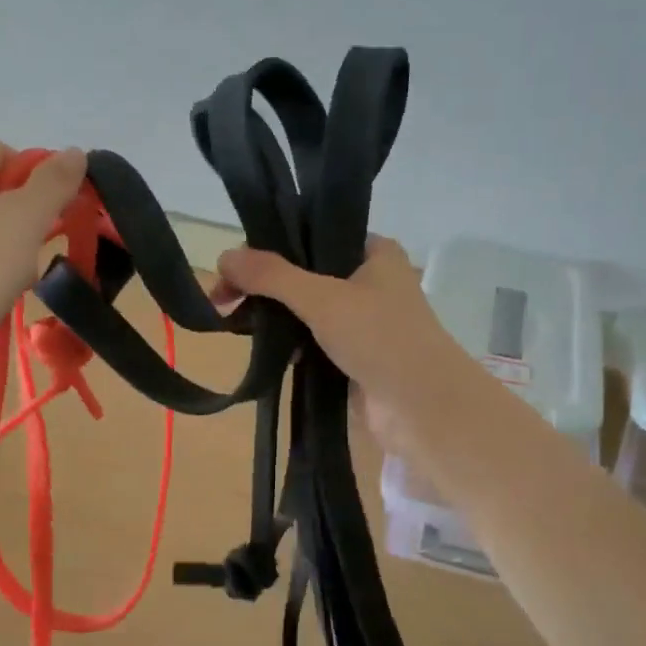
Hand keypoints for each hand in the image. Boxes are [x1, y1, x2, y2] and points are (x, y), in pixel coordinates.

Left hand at [0, 141, 87, 388]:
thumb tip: (76, 152)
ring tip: (25, 277)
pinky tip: (2, 297)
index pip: (0, 153)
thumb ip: (54, 183)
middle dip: (25, 218)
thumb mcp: (26, 217)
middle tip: (44, 246)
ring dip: (11, 250)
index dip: (36, 177)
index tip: (59, 210)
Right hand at [214, 236, 496, 461]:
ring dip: (275, 316)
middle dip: (265, 286)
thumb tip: (222, 257)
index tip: (233, 265)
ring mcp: (363, 323)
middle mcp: (371, 282)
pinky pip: (313, 342)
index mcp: (374, 253)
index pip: (314, 235)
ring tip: (232, 322)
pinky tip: (261, 346)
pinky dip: (290, 343)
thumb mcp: (322, 298)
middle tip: (222, 298)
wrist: (423, 409)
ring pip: (307, 311)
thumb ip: (272, 276)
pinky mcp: (355, 358)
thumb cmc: (381, 338)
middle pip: (305, 274)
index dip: (272, 246)